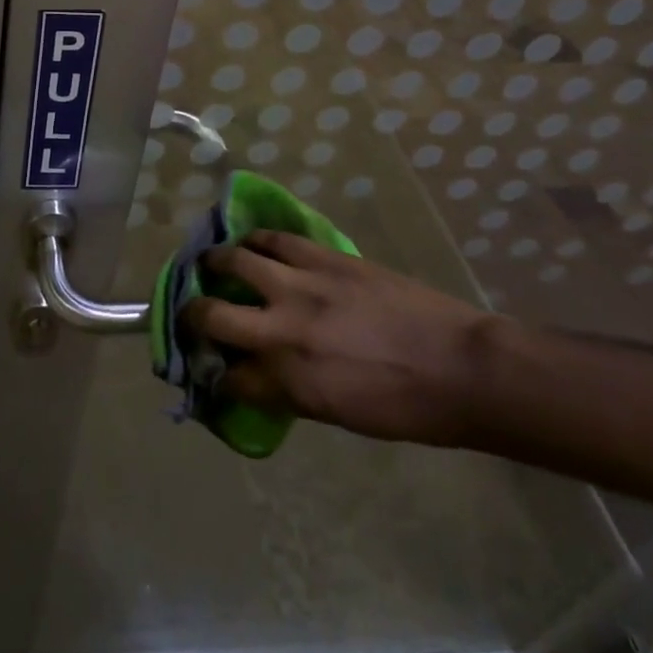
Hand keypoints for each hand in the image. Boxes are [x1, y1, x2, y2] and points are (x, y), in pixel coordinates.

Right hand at [181, 231, 496, 446]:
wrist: (461, 366)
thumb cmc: (406, 407)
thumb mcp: (337, 413)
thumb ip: (288, 390)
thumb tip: (256, 374)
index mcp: (289, 380)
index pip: (228, 376)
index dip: (213, 372)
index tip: (208, 366)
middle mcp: (284, 329)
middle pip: (212, 315)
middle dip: (192, 315)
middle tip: (192, 311)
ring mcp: (302, 285)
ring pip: (235, 260)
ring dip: (215, 262)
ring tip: (211, 262)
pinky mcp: (325, 257)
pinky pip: (275, 239)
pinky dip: (256, 240)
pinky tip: (253, 244)